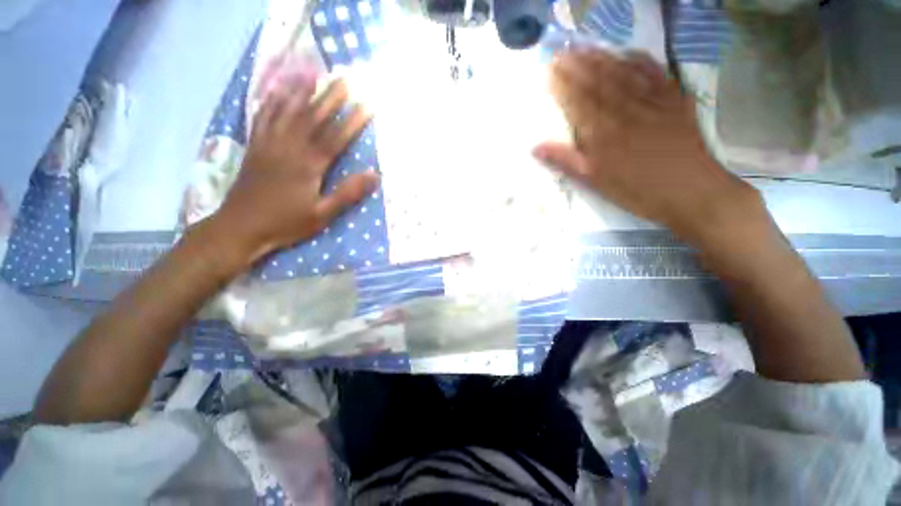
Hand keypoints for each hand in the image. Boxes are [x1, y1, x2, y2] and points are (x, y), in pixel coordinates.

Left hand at [211, 72, 378, 267]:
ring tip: (312, 73)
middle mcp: (289, 148)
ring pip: (286, 112)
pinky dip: (271, 102)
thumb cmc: (286, 223)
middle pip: (312, 117)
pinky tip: (276, 90)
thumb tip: (374, 175)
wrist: (241, 227)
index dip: (353, 121)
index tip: (368, 106)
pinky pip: (262, 118)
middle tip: (345, 80)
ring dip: (300, 91)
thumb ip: (348, 193)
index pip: (335, 137)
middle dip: (331, 98)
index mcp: (308, 165)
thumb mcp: (322, 214)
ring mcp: (269, 144)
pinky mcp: (255, 147)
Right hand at [533, 49, 760, 243]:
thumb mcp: (594, 181)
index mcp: (602, 133)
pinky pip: (655, 74)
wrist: (690, 193)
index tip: (549, 71)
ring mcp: (651, 102)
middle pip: (597, 82)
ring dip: (601, 58)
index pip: (577, 101)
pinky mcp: (674, 100)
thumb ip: (565, 161)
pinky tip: (627, 52)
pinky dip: (640, 61)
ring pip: (622, 73)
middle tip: (562, 51)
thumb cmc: (636, 192)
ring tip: (584, 46)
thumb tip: (535, 147)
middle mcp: (624, 111)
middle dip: (578, 65)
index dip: (562, 84)